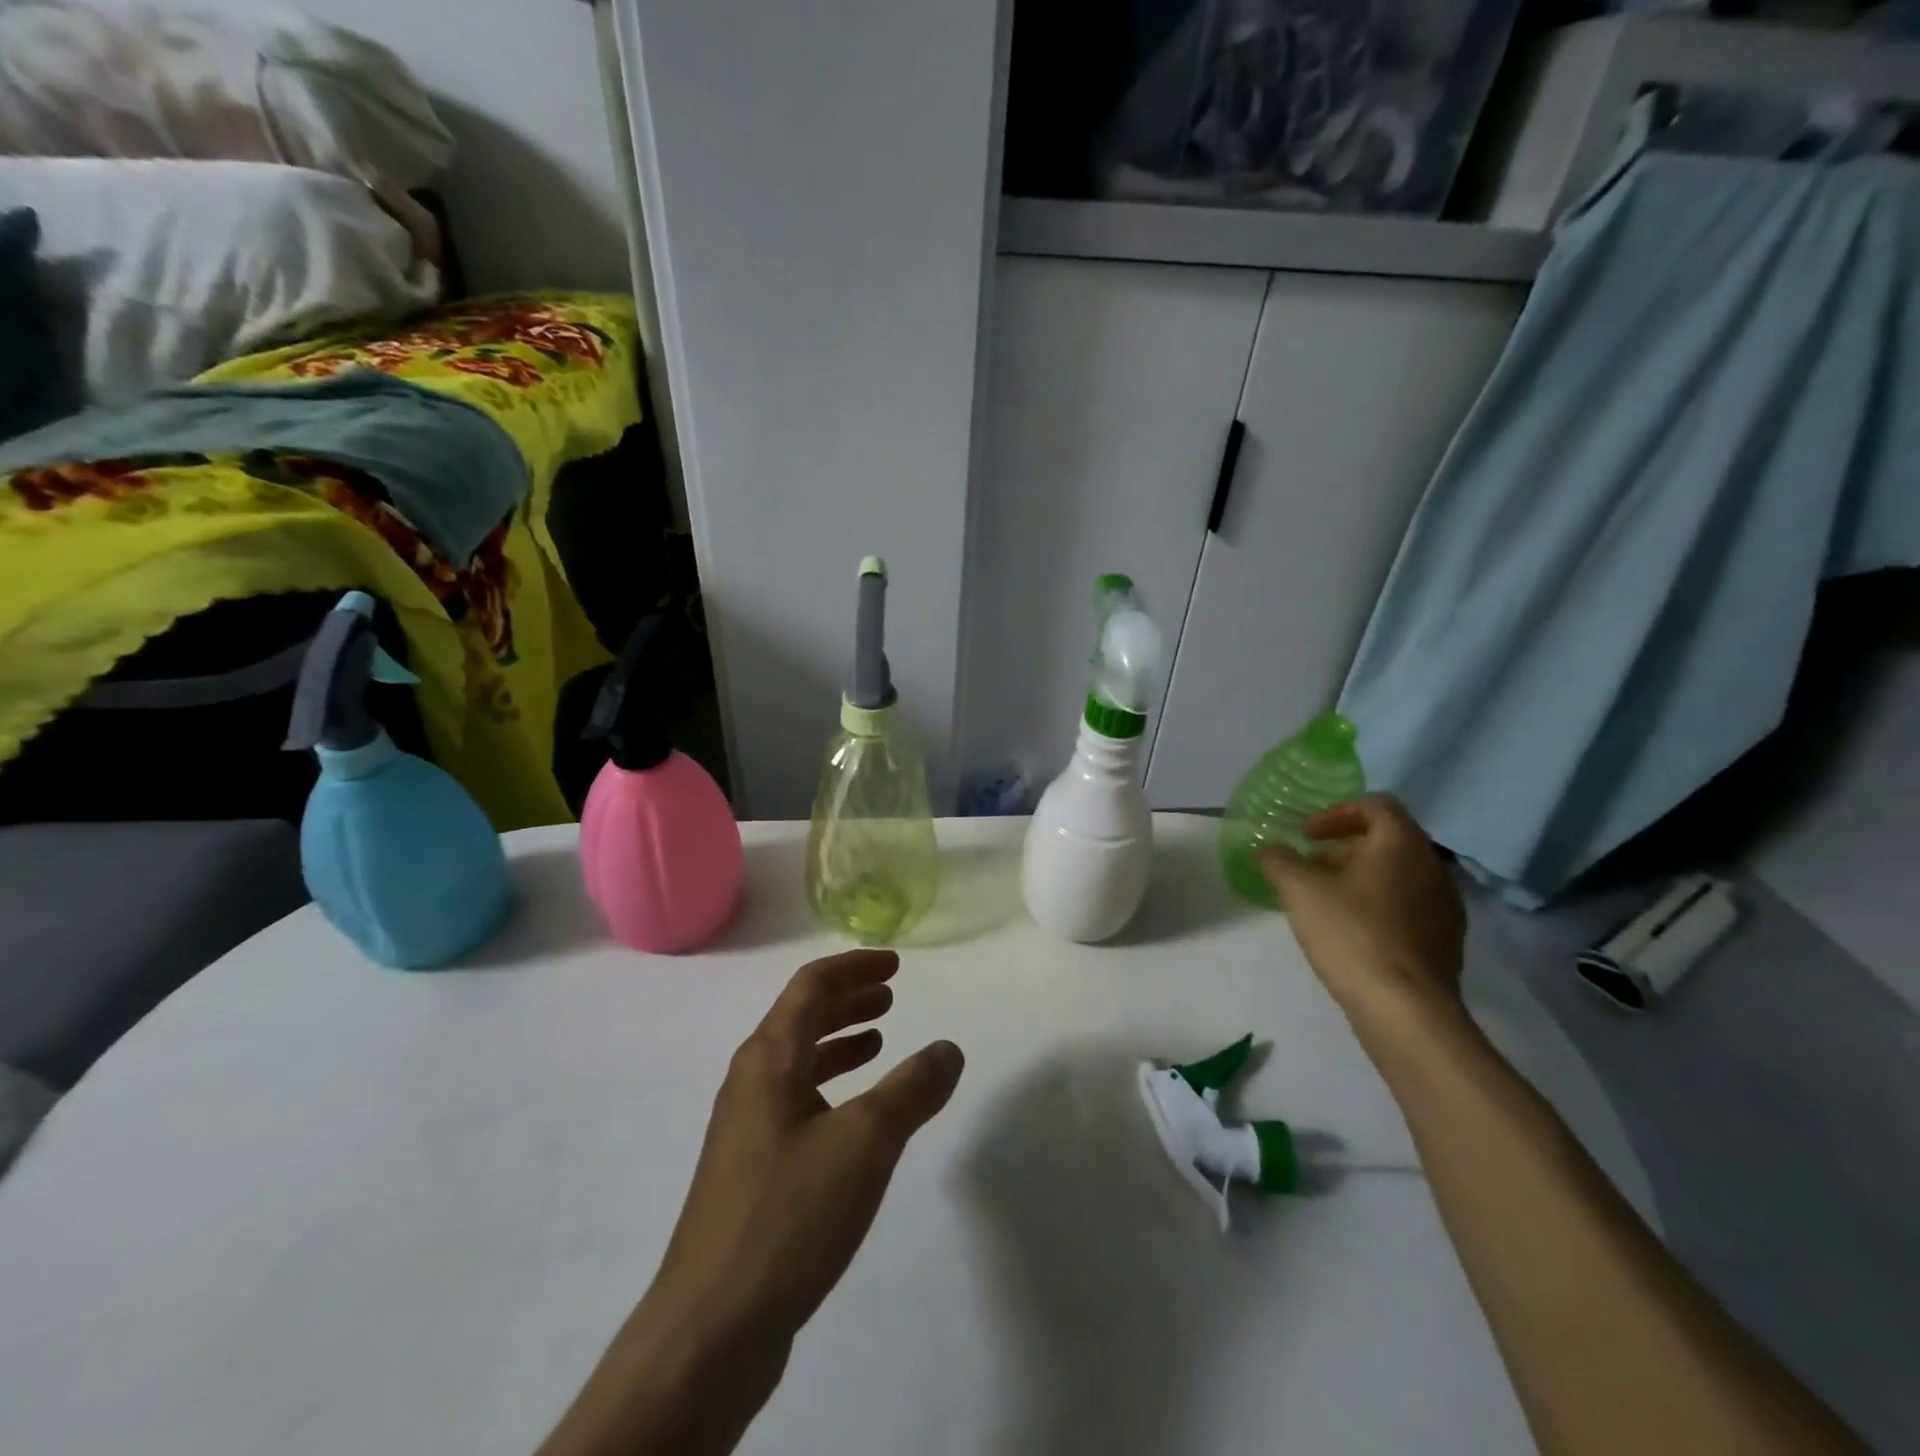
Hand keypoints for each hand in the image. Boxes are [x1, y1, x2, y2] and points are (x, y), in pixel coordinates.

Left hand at [539, 951, 962, 1455]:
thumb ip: (912, 1089)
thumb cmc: (788, 1214)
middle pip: (801, 1018)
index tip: (894, 964)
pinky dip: (830, 1087)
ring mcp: (746, 1128)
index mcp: (769, 1058)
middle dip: (848, 1000)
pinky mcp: (750, 1170)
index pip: (811, 986)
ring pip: (798, 1061)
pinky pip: (796, 1101)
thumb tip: (949, 1049)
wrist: (711, 1327)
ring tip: (880, 1041)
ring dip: (839, 1042)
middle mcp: (751, 1081)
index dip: (854, 967)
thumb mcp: (866, 1142)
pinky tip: (854, 1115)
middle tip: (891, 995)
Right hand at [1259, 794, 1466, 1029]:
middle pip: (1386, 840)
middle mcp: (1433, 866)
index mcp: (1402, 844)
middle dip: (1343, 847)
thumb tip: (1267, 848)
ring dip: (1360, 876)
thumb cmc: (1351, 933)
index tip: (1306, 834)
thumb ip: (1278, 860)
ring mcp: (1445, 905)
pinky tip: (1351, 931)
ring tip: (1325, 900)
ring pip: (1398, 874)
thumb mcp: (1298, 889)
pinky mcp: (1446, 940)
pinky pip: (1408, 906)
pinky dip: (1378, 904)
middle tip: (1309, 866)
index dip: (1336, 812)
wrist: (1405, 1008)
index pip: (1376, 805)